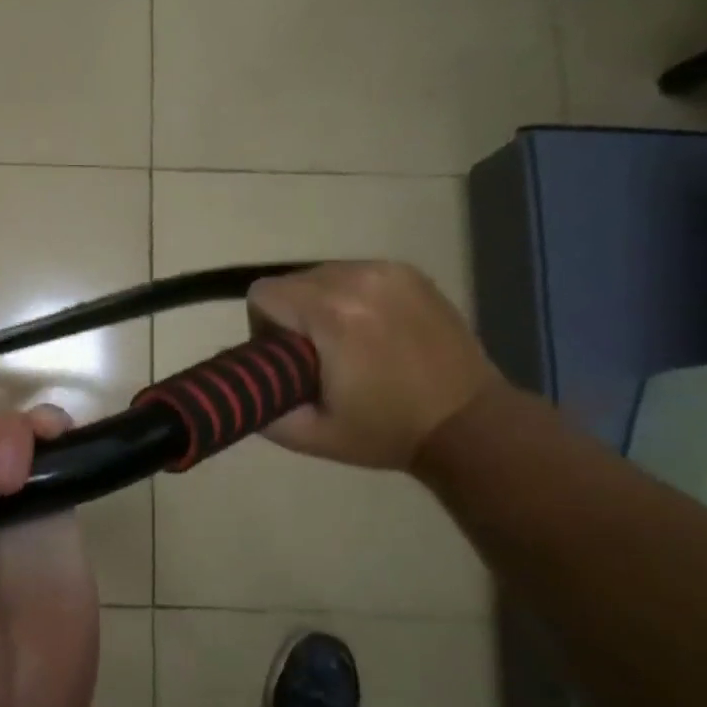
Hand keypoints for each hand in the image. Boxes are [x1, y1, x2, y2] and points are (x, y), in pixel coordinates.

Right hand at [247, 260, 499, 469]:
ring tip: (346, 342)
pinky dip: (351, 296)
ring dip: (320, 303)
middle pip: (290, 282)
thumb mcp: (310, 434)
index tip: (286, 359)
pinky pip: (355, 273)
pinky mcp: (410, 272)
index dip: (263, 328)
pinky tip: (373, 329)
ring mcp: (388, 271)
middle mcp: (357, 279)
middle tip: (315, 356)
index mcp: (331, 314)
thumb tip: (236, 382)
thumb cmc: (385, 431)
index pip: (263, 294)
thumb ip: (259, 406)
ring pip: (321, 274)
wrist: (470, 424)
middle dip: (291, 315)